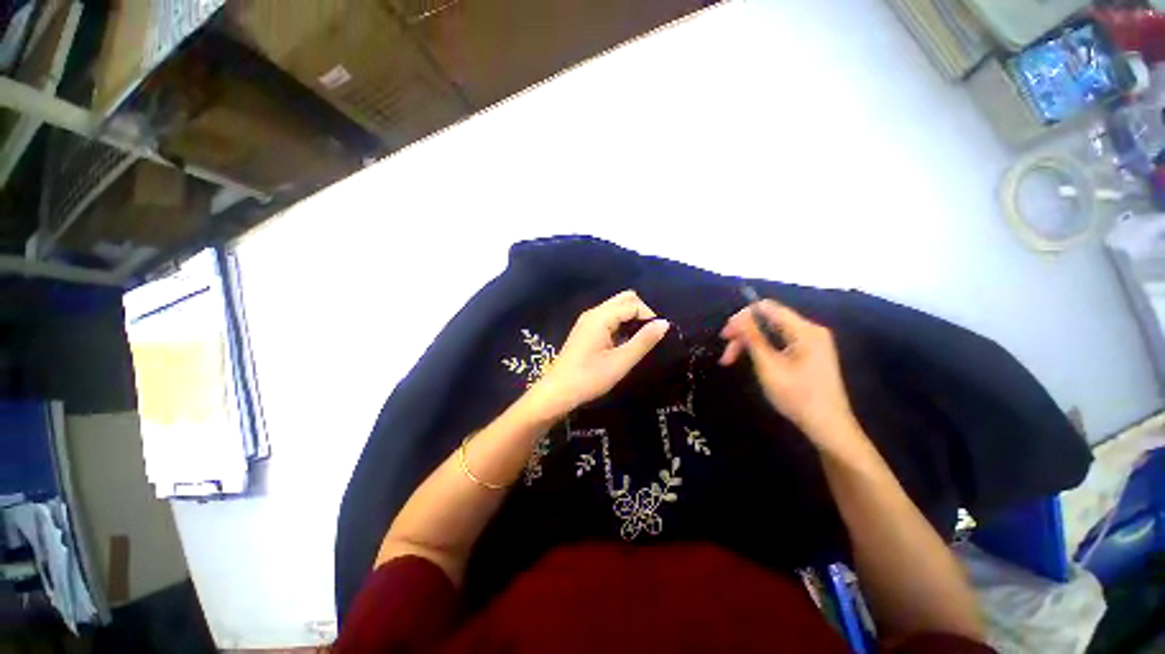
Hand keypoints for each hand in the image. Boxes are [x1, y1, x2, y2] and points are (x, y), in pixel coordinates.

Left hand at [525, 291, 669, 420]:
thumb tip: (664, 322)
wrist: (558, 391)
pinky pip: (608, 317)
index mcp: (601, 317)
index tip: (657, 337)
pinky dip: (621, 324)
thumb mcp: (621, 362)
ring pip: (616, 307)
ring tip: (638, 340)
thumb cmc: (589, 378)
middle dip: (641, 312)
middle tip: (648, 336)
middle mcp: (593, 312)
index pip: (633, 304)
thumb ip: (643, 341)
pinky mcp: (586, 329)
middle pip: (624, 299)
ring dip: (631, 318)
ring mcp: (588, 320)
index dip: (649, 316)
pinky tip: (623, 342)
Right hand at [720, 300, 865, 456]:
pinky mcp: (809, 353)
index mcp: (804, 330)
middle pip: (768, 320)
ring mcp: (811, 342)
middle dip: (743, 334)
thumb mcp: (769, 367)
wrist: (829, 427)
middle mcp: (810, 330)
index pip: (766, 308)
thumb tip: (738, 317)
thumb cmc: (798, 397)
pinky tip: (750, 360)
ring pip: (771, 332)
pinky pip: (779, 342)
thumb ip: (753, 339)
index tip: (725, 336)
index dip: (741, 317)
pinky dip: (761, 349)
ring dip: (749, 343)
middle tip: (725, 355)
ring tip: (730, 361)